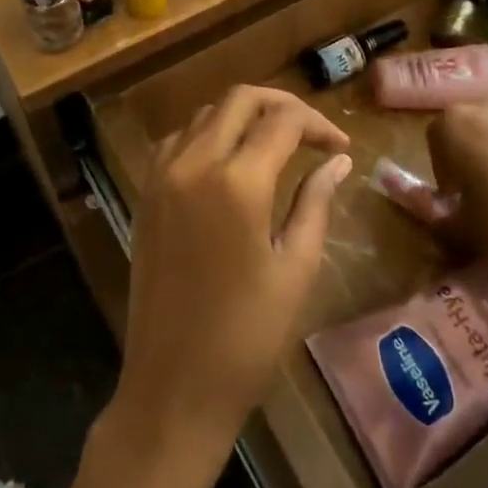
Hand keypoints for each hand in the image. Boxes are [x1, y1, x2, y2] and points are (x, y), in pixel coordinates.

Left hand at [111, 87, 351, 459]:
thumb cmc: (247, 336)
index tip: (341, 149)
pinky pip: (178, 140)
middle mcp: (194, 163)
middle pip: (240, 99)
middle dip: (282, 105)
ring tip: (276, 144)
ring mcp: (162, 175)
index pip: (283, 120)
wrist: (173, 387)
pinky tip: (229, 162)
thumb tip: (338, 162)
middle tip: (312, 133)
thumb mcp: (296, 268)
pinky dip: (207, 134)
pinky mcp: (145, 193)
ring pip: (206, 113)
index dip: (319, 125)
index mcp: (238, 181)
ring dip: (243, 116)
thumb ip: (315, 202)